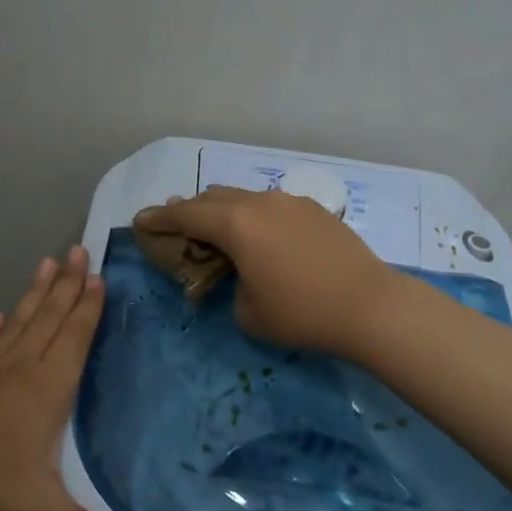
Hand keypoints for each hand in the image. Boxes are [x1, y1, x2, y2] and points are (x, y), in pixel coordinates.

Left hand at [0, 246, 155, 510]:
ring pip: (17, 324)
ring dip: (34, 295)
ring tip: (45, 264)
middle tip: (76, 249)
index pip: (73, 339)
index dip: (88, 308)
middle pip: (47, 319)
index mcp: (45, 390)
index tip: (97, 274)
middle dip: (66, 286)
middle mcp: (17, 370)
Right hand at [133, 187, 401, 356]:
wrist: (370, 306)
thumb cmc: (301, 312)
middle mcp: (260, 202)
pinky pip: (271, 206)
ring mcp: (291, 201)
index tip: (141, 220)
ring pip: (244, 198)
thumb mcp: (248, 312)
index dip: (160, 218)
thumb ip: (231, 285)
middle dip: (190, 210)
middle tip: (176, 224)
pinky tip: (261, 236)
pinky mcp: (316, 210)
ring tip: (217, 229)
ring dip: (224, 211)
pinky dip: (254, 217)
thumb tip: (241, 274)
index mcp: (236, 224)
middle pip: (213, 198)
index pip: (186, 214)